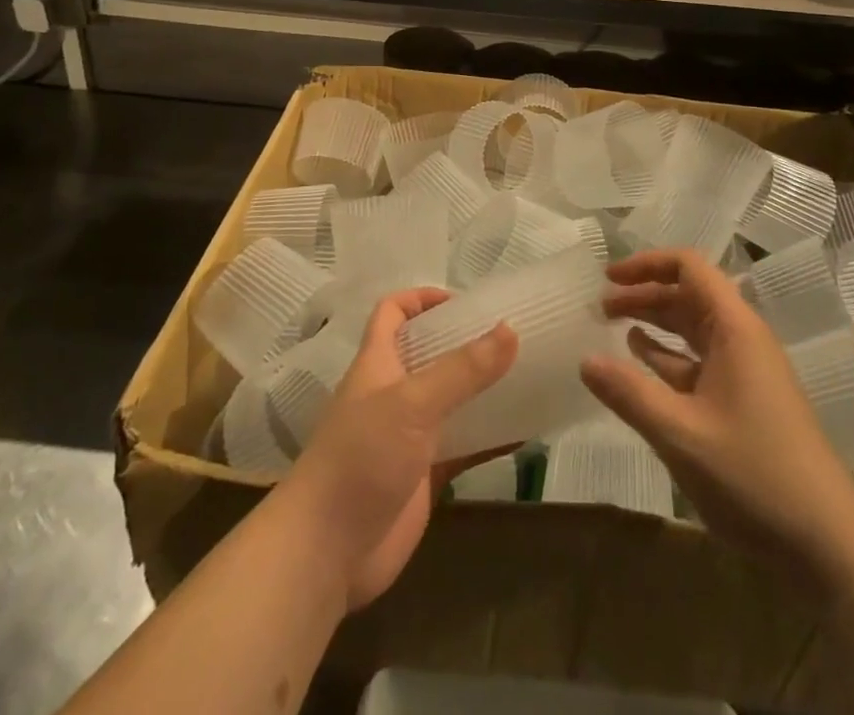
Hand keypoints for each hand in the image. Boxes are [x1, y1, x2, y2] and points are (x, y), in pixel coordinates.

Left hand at [282, 288, 516, 611]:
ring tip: (528, 375)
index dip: (421, 299)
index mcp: (378, 364)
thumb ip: (462, 370)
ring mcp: (409, 437)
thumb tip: (510, 329)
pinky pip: (464, 447)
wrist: (325, 554)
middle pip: (430, 354)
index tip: (464, 301)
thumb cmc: (361, 459)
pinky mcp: (424, 477)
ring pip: (451, 401)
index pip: (392, 313)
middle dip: (465, 342)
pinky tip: (526, 433)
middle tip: (511, 335)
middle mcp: (393, 394)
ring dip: (483, 390)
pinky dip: (491, 439)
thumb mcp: (412, 403)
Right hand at [580, 249, 853, 586]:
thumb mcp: (681, 433)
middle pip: (688, 296)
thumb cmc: (753, 474)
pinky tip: (643, 366)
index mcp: (734, 328)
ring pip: (693, 329)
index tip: (608, 278)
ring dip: (655, 324)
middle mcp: (742, 339)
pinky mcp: (746, 401)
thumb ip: (629, 393)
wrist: (827, 542)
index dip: (647, 264)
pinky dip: (669, 357)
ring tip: (613, 328)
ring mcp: (747, 371)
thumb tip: (585, 360)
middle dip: (644, 294)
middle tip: (600, 308)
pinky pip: (700, 362)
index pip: (689, 267)